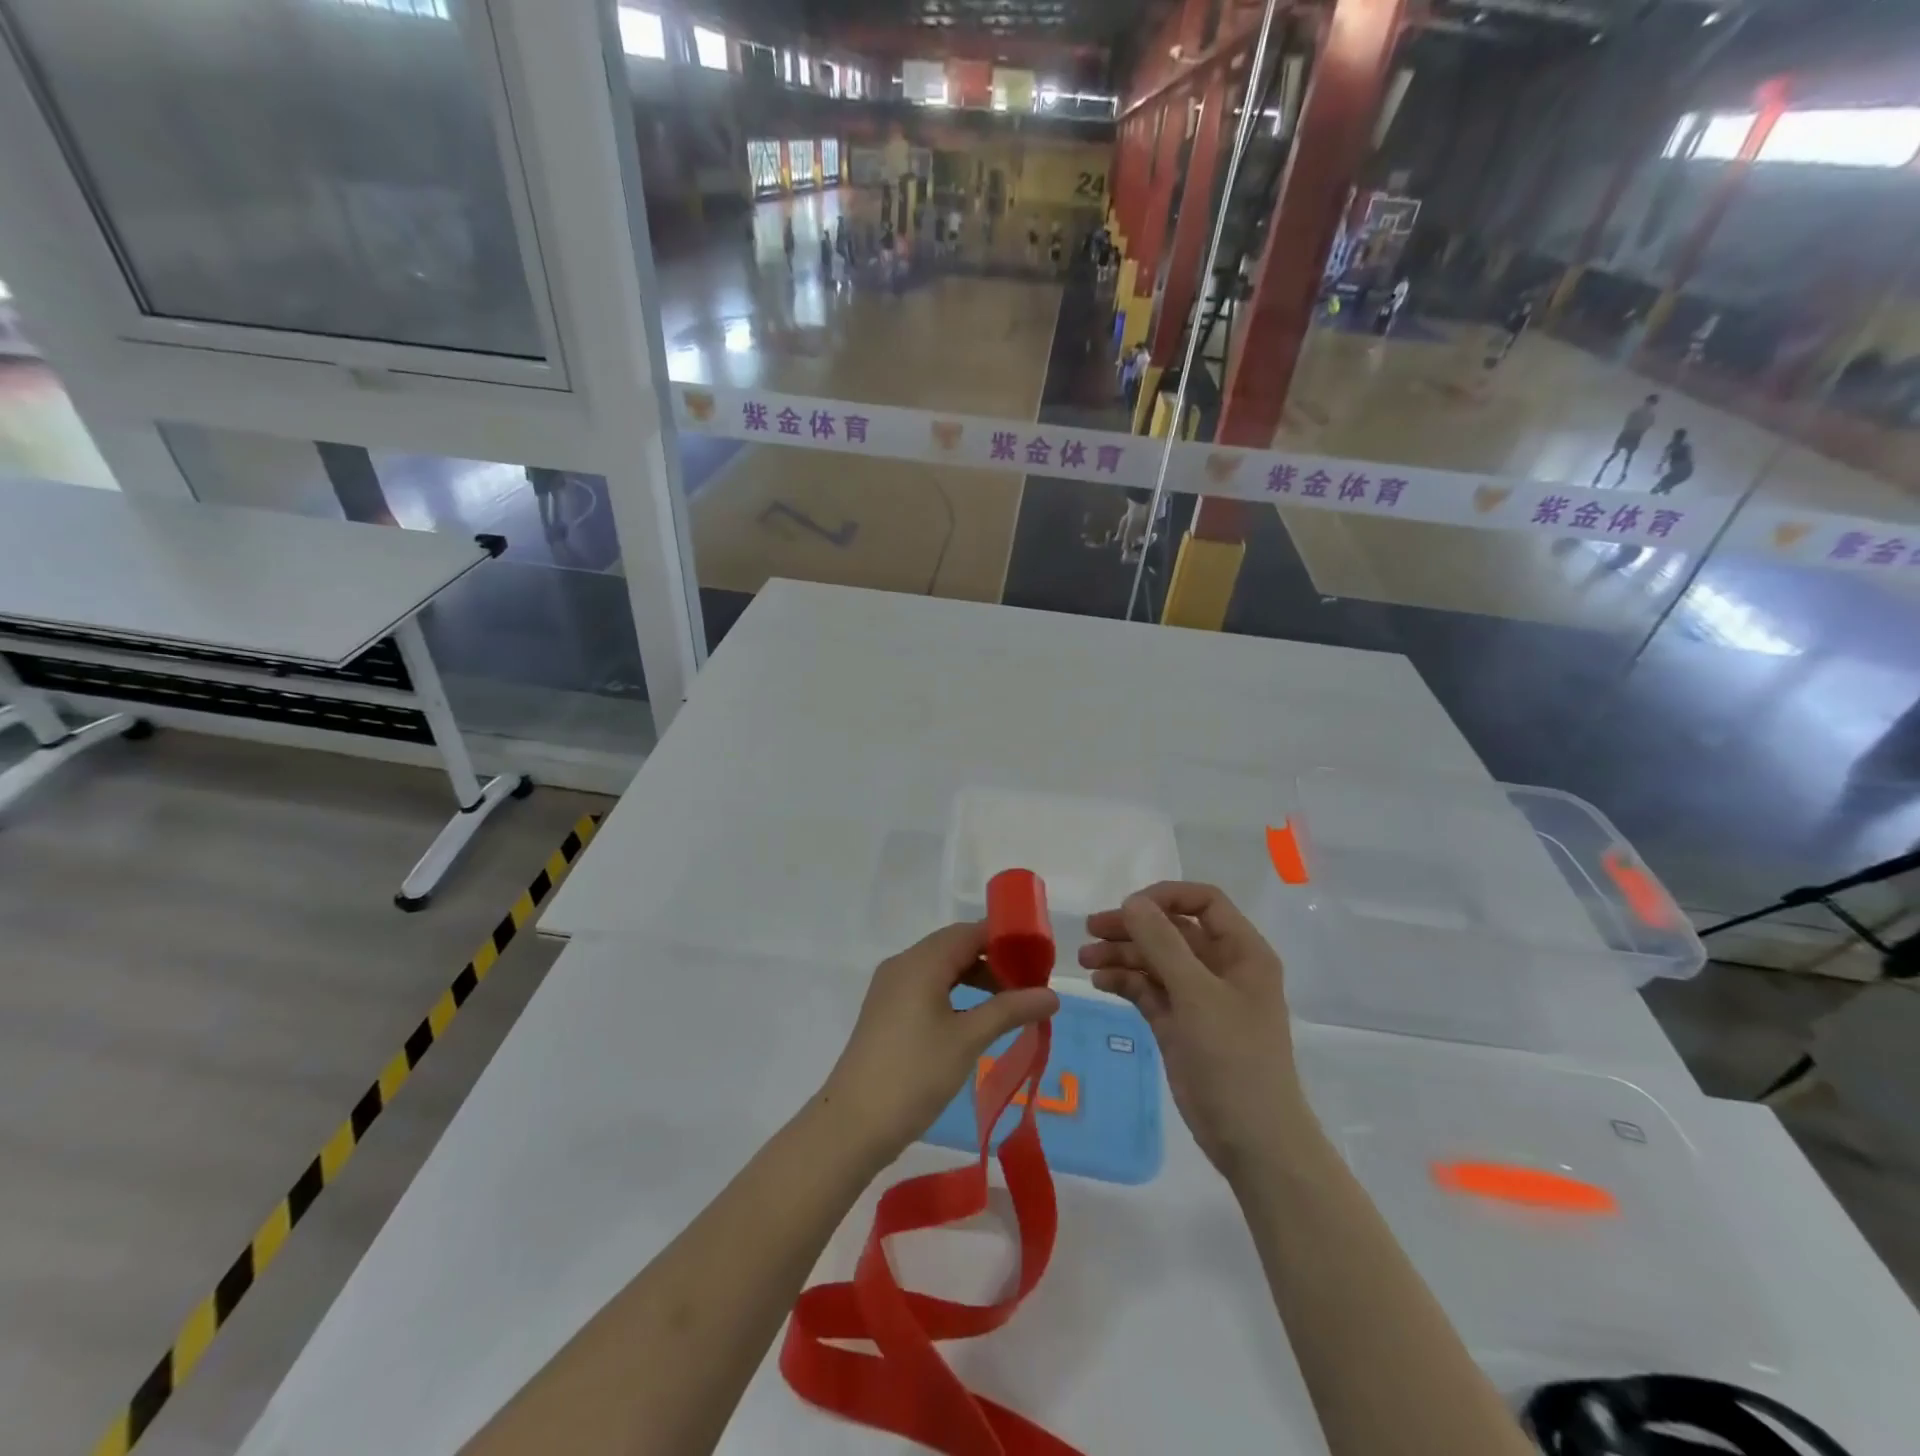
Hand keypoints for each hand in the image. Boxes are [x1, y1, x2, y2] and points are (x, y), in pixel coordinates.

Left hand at [820, 922, 1059, 1166]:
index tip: (1038, 957)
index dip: (1005, 939)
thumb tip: (1052, 995)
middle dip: (994, 960)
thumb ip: (1010, 1010)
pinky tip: (975, 1020)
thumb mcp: (968, 1039)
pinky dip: (955, 995)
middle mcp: (903, 965)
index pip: (970, 932)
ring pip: (942, 969)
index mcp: (921, 962)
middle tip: (1029, 985)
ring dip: (975, 979)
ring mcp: (891, 989)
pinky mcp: (887, 1012)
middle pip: (955, 947)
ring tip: (1009, 1005)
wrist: (853, 1124)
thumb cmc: (914, 1074)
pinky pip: (928, 988)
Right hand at [1079, 883, 1307, 1181]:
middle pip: (1173, 930)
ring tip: (1085, 961)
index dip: (1165, 898)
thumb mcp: (1196, 994)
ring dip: (1122, 955)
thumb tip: (1132, 902)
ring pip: (1156, 960)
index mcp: (1242, 952)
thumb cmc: (1234, 1058)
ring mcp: (1200, 998)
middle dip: (1133, 927)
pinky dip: (1126, 982)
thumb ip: (1162, 943)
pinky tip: (1101, 982)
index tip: (1128, 908)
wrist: (1253, 1140)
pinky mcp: (1180, 1024)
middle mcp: (1222, 968)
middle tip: (1091, 931)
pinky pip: (1150, 990)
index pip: (1204, 902)